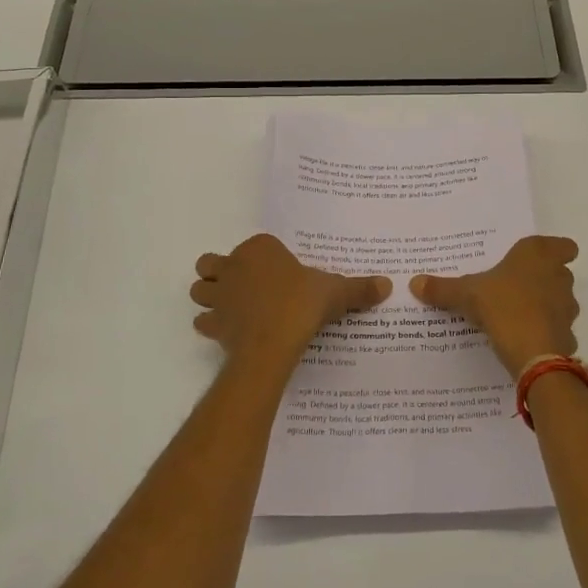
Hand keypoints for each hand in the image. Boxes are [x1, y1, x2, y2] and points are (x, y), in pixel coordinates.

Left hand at [191, 234, 390, 380]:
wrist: (274, 341)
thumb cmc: (303, 305)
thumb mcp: (336, 293)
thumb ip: (359, 288)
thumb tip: (387, 285)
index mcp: (260, 249)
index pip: (256, 246)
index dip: (264, 258)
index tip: (279, 273)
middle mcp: (234, 265)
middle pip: (212, 262)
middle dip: (221, 272)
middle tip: (245, 287)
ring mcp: (220, 294)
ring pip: (200, 289)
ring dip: (210, 296)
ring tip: (231, 307)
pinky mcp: (213, 322)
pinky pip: (204, 320)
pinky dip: (212, 324)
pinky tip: (229, 332)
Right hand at [411, 236, 579, 379]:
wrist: (533, 353)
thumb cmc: (502, 306)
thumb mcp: (466, 294)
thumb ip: (443, 288)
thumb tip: (414, 282)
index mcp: (538, 255)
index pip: (564, 245)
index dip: (556, 251)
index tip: (537, 261)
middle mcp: (559, 276)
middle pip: (559, 272)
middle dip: (543, 279)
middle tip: (514, 286)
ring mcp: (567, 306)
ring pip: (560, 300)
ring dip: (545, 305)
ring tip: (515, 314)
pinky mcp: (567, 334)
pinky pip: (557, 328)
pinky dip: (545, 332)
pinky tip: (524, 339)